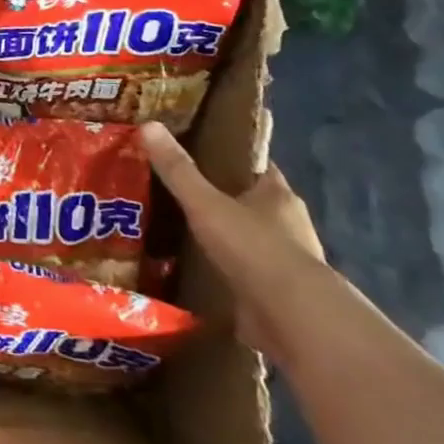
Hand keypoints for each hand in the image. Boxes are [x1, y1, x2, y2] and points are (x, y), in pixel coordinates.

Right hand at [139, 122, 329, 361]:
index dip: (228, 156)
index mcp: (278, 194)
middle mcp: (288, 224)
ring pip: (247, 238)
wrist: (295, 319)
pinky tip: (194, 269)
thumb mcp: (206, 204)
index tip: (196, 151)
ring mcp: (285, 260)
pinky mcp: (277, 293)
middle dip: (218, 198)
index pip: (254, 165)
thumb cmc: (255, 248)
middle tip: (175, 192)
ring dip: (222, 237)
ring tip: (177, 230)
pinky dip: (224, 270)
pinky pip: (244, 272)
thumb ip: (178, 170)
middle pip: (249, 202)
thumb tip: (149, 124)